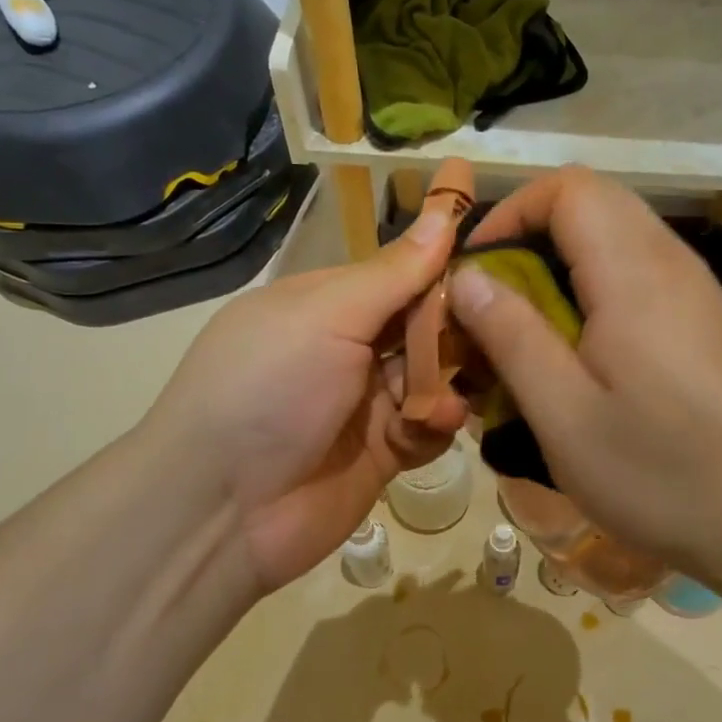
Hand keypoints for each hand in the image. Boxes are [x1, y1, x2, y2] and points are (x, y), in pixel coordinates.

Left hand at [150, 204, 467, 593]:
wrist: (223, 510)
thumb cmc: (270, 389)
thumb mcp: (327, 315)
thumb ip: (394, 273)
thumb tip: (445, 211)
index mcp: (326, 303)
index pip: (401, 273)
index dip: (446, 267)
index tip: (499, 262)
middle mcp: (347, 348)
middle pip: (424, 326)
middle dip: (457, 330)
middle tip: (496, 334)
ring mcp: (365, 403)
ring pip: (433, 377)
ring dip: (447, 382)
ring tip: (447, 397)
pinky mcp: (383, 452)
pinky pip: (428, 427)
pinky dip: (434, 425)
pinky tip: (430, 428)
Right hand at [447, 168, 721, 583]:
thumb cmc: (656, 472)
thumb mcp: (563, 414)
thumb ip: (511, 336)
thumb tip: (467, 277)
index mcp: (634, 275)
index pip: (569, 189)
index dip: (512, 212)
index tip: (477, 270)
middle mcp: (670, 262)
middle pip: (592, 202)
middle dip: (531, 236)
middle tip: (496, 301)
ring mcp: (692, 287)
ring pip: (615, 234)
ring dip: (561, 263)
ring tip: (530, 328)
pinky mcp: (699, 315)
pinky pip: (636, 269)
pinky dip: (593, 285)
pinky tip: (580, 349)